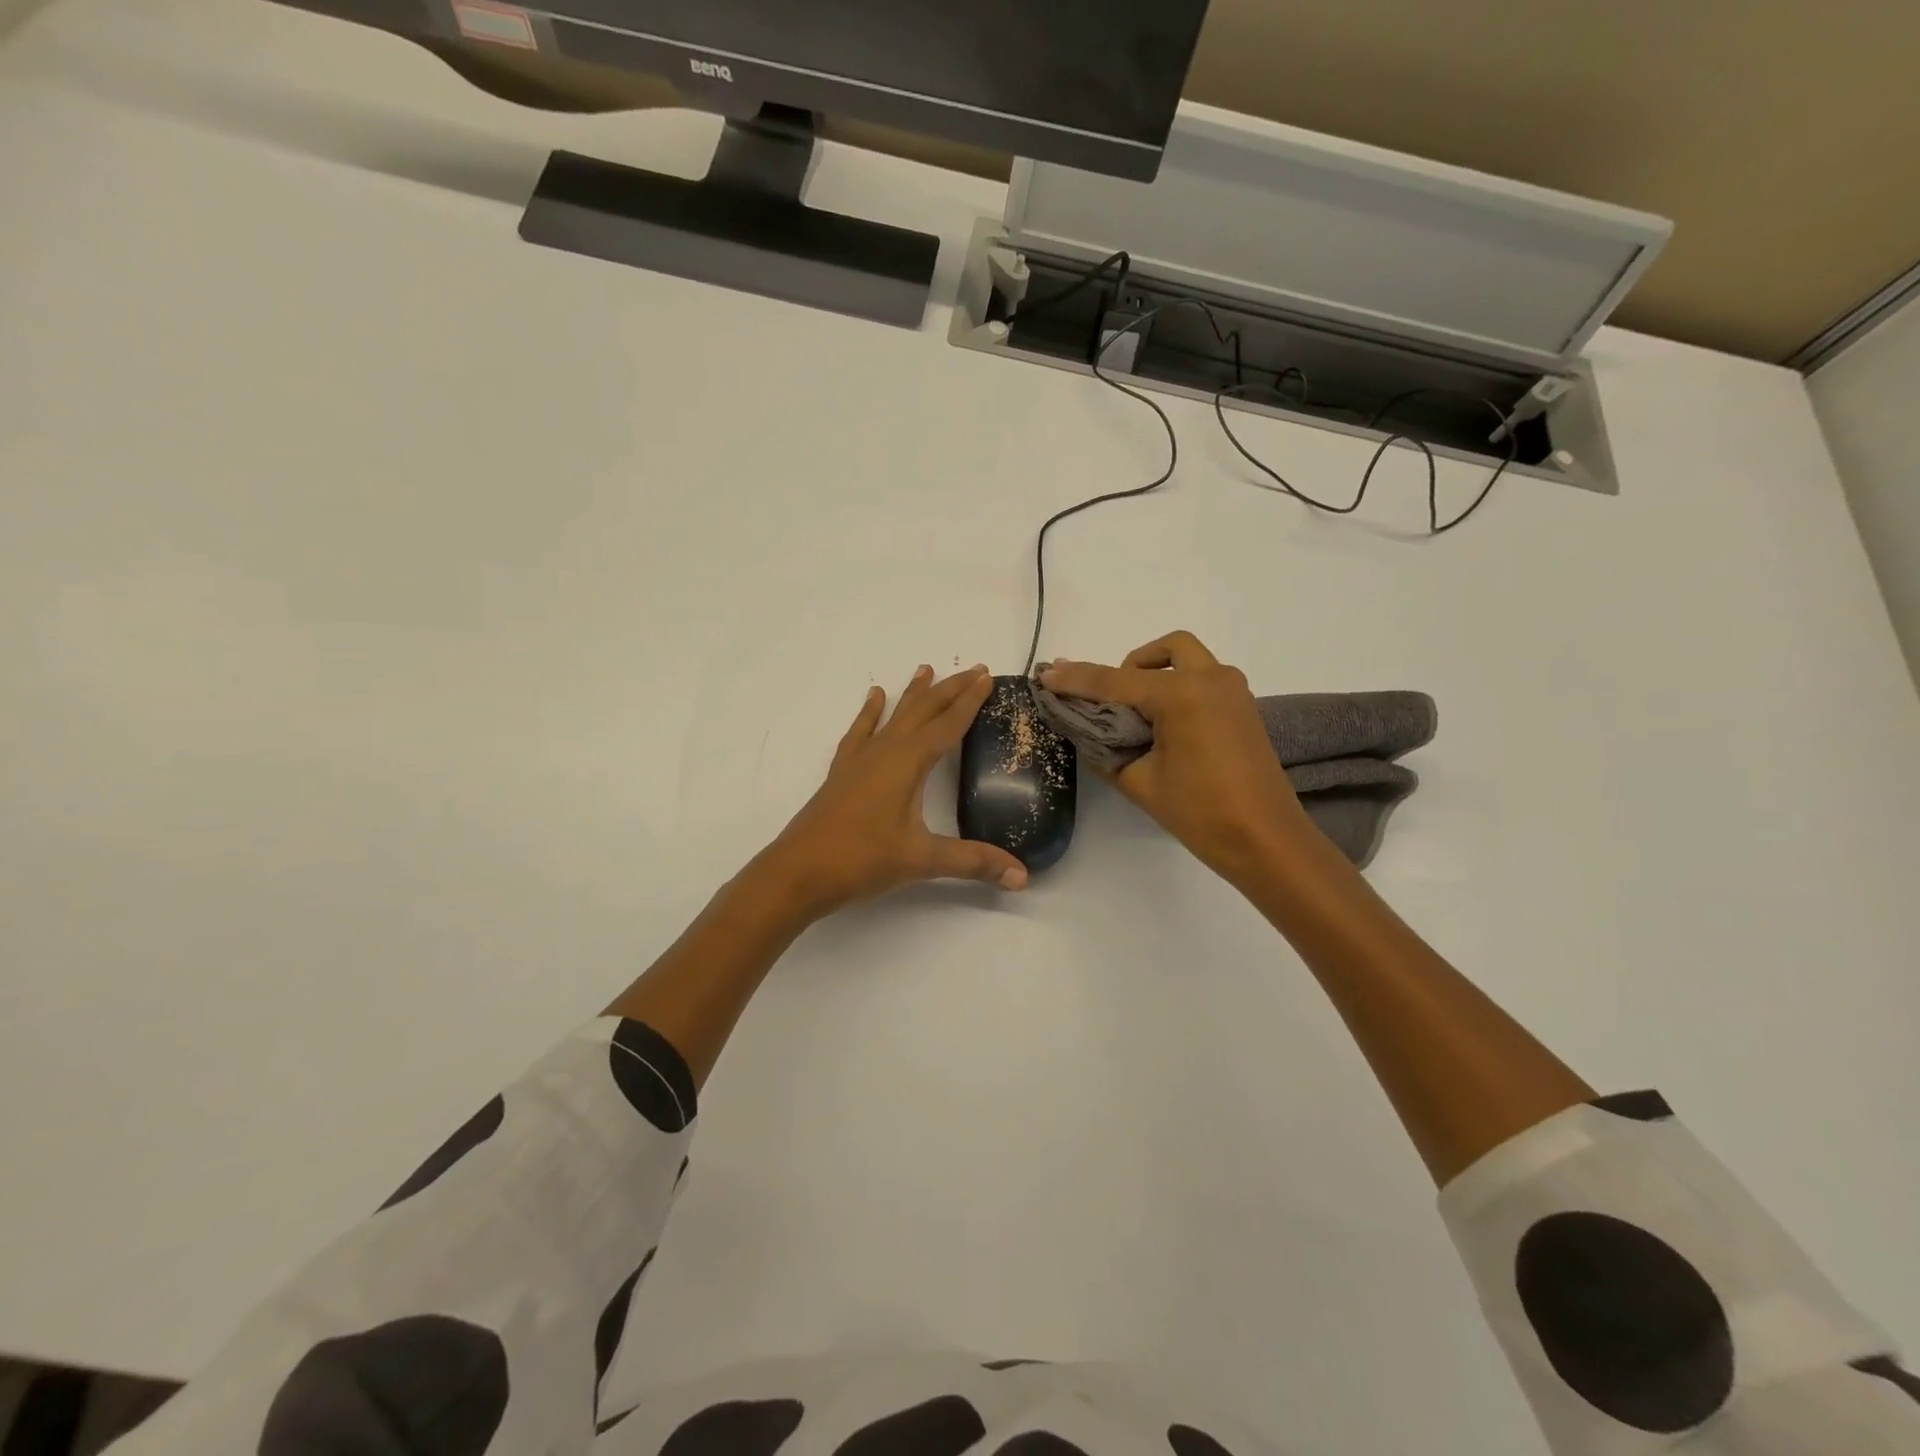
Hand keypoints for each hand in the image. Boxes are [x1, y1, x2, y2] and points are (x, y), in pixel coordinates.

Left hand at [761, 664, 1028, 915]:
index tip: (987, 676)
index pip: (948, 724)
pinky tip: (874, 697)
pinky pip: (861, 731)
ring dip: (913, 693)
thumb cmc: (861, 860)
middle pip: (923, 710)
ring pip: (893, 715)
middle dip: (950, 689)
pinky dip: (870, 712)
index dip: (970, 701)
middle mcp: (885, 751)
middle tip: (973, 668)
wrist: (798, 872)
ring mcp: (860, 759)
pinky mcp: (843, 771)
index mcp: (908, 763)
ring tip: (925, 669)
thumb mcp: (921, 860)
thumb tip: (1022, 877)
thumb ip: (973, 862)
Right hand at [1039, 631, 1312, 882]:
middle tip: (1110, 699)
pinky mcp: (1242, 708)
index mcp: (1183, 695)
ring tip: (1136, 714)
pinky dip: (1178, 688)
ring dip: (1158, 673)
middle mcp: (1211, 679)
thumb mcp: (1140, 782)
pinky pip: (1203, 680)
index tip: (1046, 674)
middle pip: (1165, 650)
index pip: (1116, 682)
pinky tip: (1162, 725)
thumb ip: (1105, 750)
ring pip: (1189, 660)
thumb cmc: (1201, 813)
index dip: (1077, 680)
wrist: (1266, 841)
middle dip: (1130, 664)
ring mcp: (1233, 691)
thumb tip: (1083, 730)